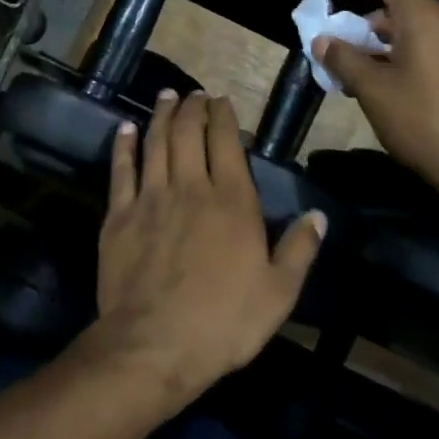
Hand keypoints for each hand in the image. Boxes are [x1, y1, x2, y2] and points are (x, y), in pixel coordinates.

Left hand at [82, 90, 325, 404]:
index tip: (220, 100)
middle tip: (193, 94)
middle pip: (187, 134)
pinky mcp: (119, 215)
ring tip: (166, 97)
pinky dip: (124, 146)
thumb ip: (299, 249)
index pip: (226, 143)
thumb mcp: (279, 292)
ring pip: (156, 143)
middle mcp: (190, 187)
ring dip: (161, 116)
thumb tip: (318, 215)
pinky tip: (126, 129)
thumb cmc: (224, 321)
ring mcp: (150, 198)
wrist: (155, 343)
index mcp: (232, 201)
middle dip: (191, 108)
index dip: (222, 116)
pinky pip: (121, 170)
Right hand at [312, 0, 438, 207]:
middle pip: (399, 4)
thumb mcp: (373, 90)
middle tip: (333, 42)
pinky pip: (427, 51)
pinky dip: (398, 57)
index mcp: (425, 18)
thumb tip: (322, 40)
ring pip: (412, 31)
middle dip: (361, 19)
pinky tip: (382, 89)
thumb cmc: (424, 122)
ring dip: (378, 43)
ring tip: (351, 71)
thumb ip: (344, 59)